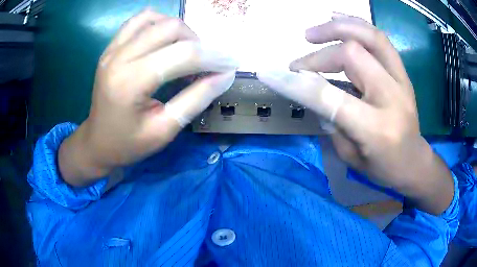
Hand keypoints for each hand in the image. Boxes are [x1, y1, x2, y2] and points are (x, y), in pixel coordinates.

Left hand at [59, 9, 236, 185]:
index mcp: (130, 82)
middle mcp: (119, 57)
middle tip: (206, 64)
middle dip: (198, 43)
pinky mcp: (111, 47)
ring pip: (156, 18)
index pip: (182, 55)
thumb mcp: (165, 130)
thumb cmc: (128, 144)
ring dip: (180, 31)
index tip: (231, 64)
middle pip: (171, 28)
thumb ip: (196, 99)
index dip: (213, 57)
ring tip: (186, 51)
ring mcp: (112, 49)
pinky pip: (139, 20)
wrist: (96, 142)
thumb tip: (226, 75)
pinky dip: (159, 23)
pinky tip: (164, 40)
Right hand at [258, 14, 453, 213]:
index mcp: (377, 129)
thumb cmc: (384, 168)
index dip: (298, 84)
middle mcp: (392, 98)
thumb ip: (332, 122)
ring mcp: (401, 80)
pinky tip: (337, 20)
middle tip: (298, 65)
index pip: (332, 97)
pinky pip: (380, 39)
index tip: (270, 74)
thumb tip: (312, 92)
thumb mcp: (351, 158)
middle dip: (318, 57)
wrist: (415, 162)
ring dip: (337, 28)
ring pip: (370, 37)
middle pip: (352, 55)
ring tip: (313, 33)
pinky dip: (356, 25)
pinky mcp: (403, 72)